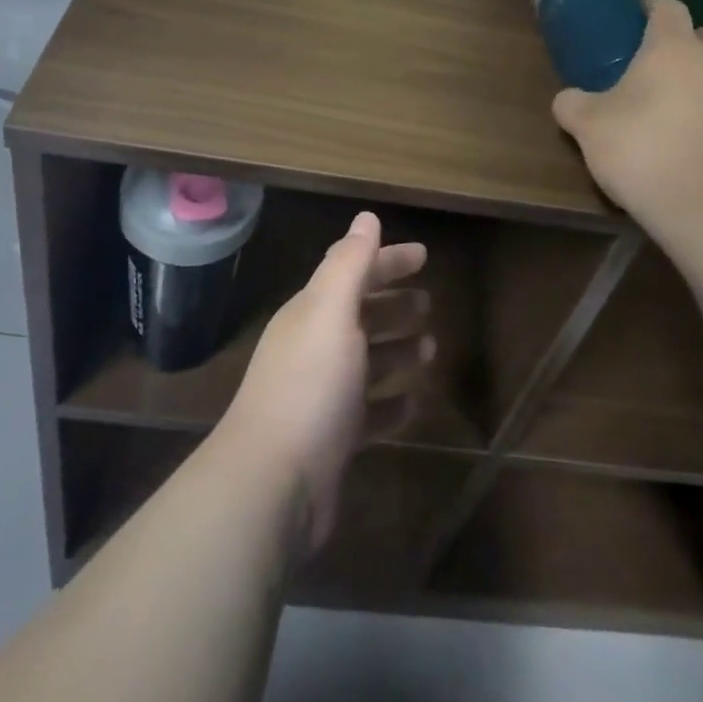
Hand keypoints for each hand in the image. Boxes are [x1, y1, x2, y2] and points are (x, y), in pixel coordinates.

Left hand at [219, 212, 433, 552]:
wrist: (272, 484)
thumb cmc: (309, 386)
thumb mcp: (331, 312)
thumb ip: (350, 263)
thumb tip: (366, 217)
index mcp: (312, 313)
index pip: (353, 272)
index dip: (387, 261)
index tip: (424, 255)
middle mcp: (314, 347)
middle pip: (359, 316)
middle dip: (392, 305)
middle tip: (429, 304)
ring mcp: (321, 396)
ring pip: (366, 363)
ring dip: (396, 351)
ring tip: (430, 349)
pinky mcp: (332, 440)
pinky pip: (368, 414)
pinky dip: (390, 404)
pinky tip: (413, 403)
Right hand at [552, 0, 702, 236]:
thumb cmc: (644, 148)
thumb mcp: (589, 127)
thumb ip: (573, 105)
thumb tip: (567, 99)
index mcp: (672, 48)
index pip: (668, 8)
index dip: (653, 8)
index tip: (639, 16)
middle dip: (692, 43)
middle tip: (664, 67)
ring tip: (678, 116)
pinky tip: (699, 149)